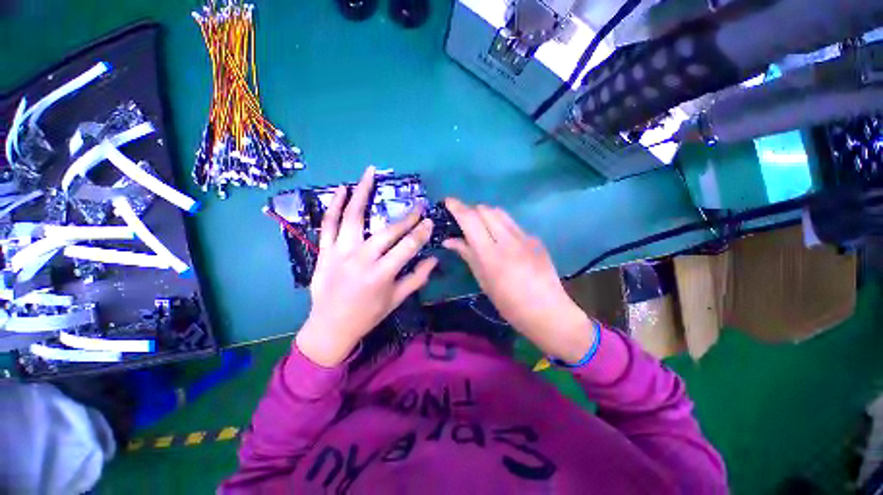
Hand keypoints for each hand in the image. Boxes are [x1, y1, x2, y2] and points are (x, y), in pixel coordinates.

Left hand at [295, 167, 437, 366]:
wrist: (331, 327)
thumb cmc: (368, 315)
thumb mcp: (397, 299)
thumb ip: (417, 278)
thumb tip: (434, 259)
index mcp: (382, 274)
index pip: (408, 246)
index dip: (421, 232)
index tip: (430, 221)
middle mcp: (362, 259)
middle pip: (388, 231)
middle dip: (407, 217)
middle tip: (419, 206)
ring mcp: (340, 253)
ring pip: (353, 217)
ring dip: (363, 193)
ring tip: (370, 173)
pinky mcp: (325, 251)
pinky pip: (329, 224)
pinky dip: (335, 205)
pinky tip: (343, 189)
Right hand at [443, 199, 592, 363]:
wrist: (548, 311)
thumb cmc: (509, 304)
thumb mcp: (483, 281)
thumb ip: (467, 255)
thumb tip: (449, 240)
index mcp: (491, 254)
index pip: (470, 220)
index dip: (457, 207)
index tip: (448, 201)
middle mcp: (508, 240)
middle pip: (485, 210)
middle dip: (471, 210)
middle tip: (464, 221)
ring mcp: (525, 237)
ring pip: (500, 213)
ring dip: (486, 214)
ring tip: (481, 227)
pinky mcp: (535, 239)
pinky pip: (513, 224)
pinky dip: (501, 225)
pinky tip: (502, 240)